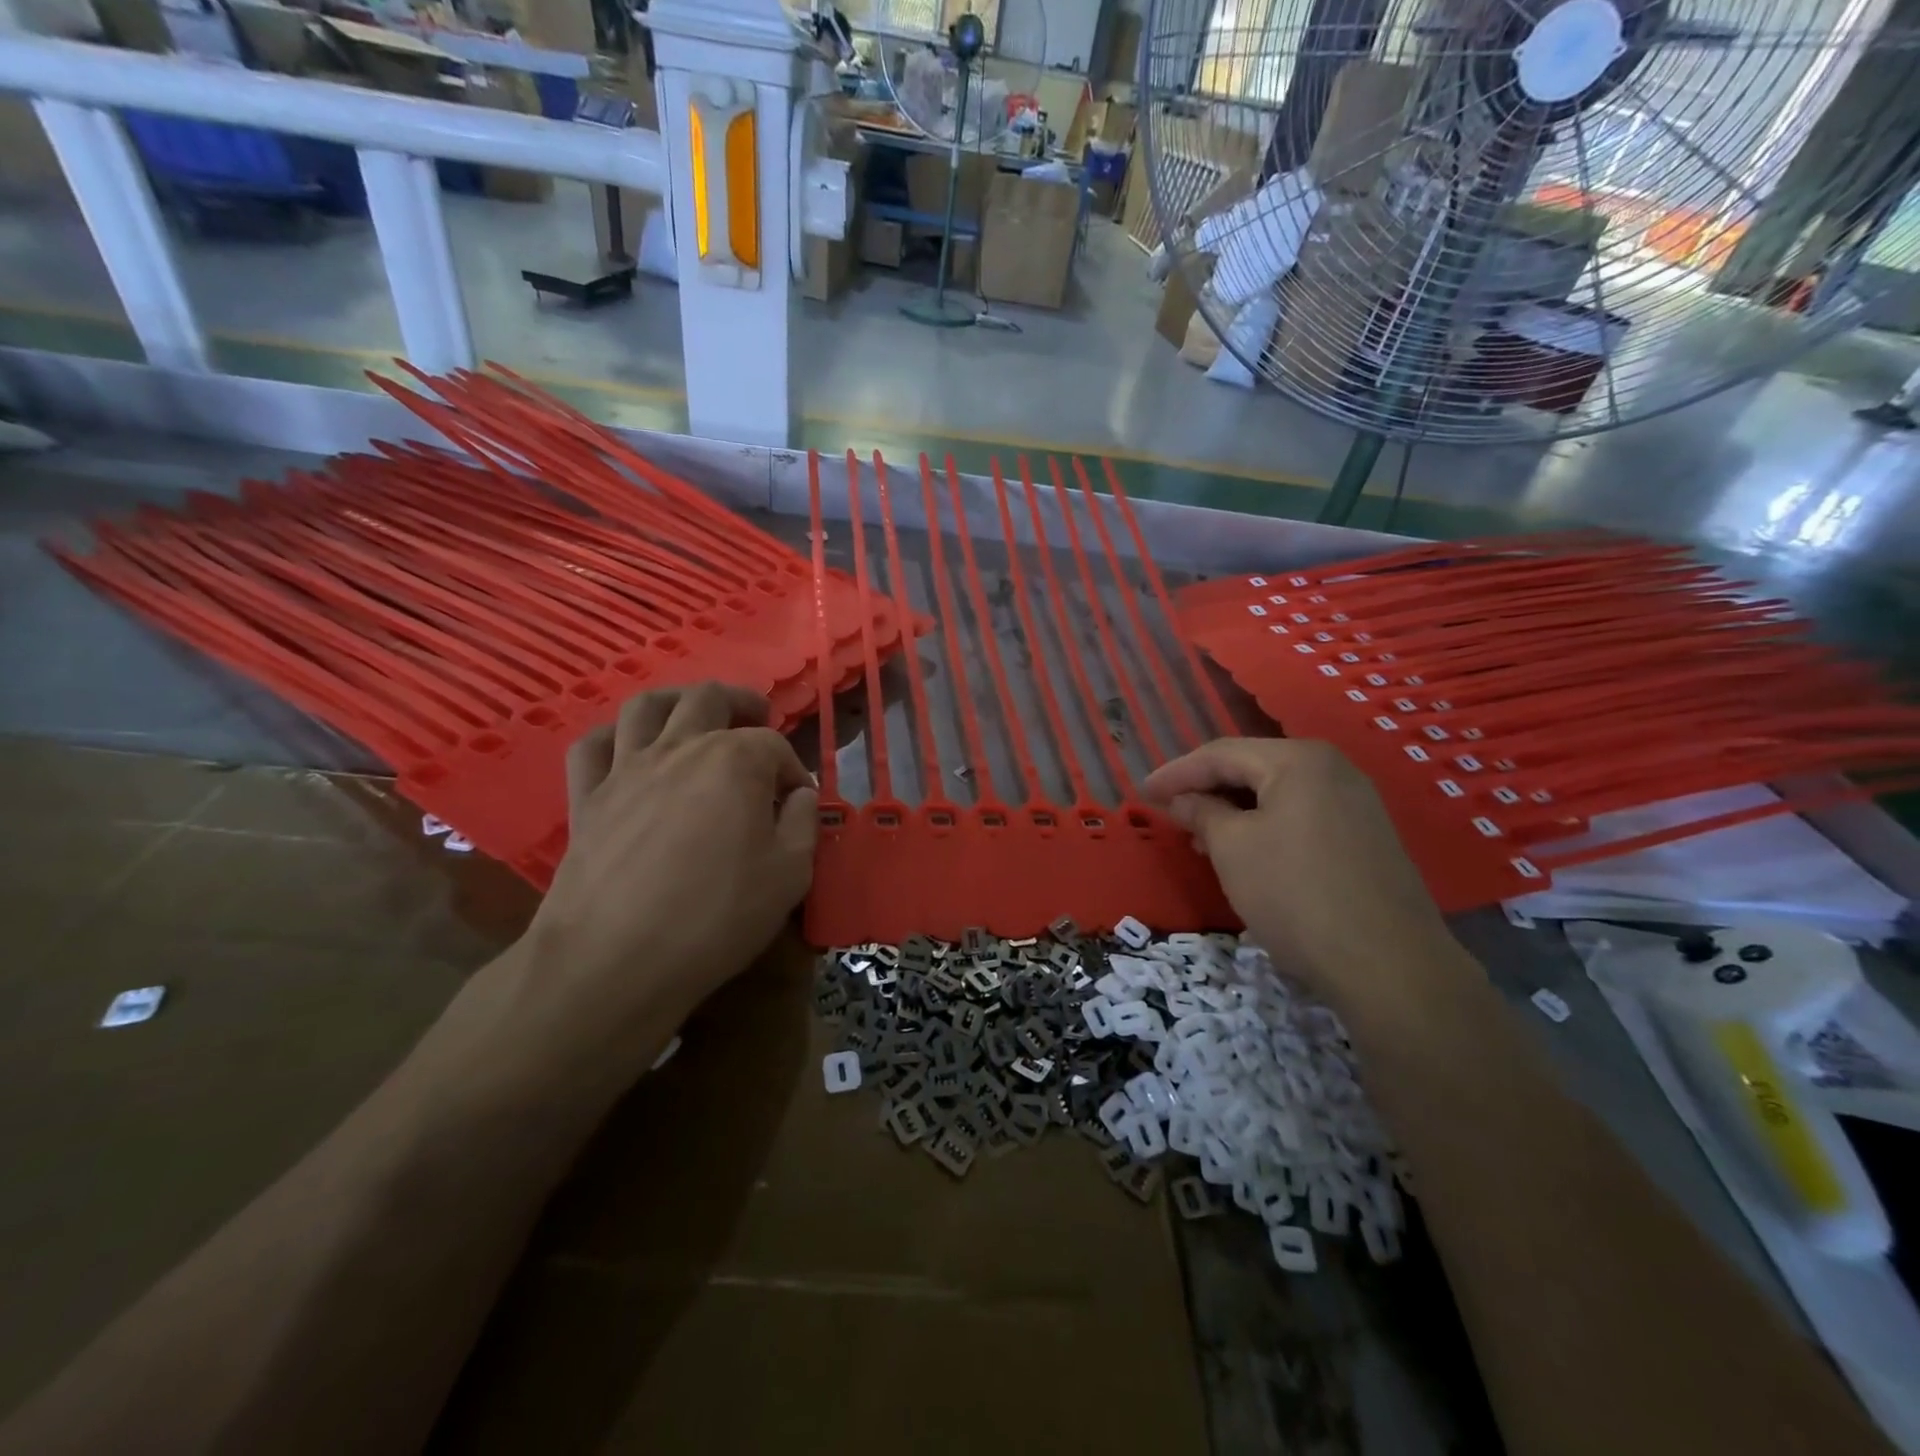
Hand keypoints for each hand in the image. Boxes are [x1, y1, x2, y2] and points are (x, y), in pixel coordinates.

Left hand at [436, 684, 815, 1109]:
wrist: (615, 960)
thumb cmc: (716, 916)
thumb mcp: (790, 875)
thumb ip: (802, 823)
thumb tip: (797, 796)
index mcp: (735, 761)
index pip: (774, 746)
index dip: (792, 770)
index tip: (796, 803)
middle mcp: (679, 748)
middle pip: (710, 699)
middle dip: (741, 703)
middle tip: (757, 718)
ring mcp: (626, 769)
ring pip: (647, 706)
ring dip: (677, 700)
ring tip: (694, 713)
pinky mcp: (586, 797)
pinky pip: (592, 745)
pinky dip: (614, 736)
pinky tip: (629, 747)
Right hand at [1142, 738, 1452, 1014]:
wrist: (1389, 965)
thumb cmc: (1295, 894)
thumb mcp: (1232, 849)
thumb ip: (1201, 812)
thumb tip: (1182, 800)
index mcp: (1299, 760)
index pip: (1221, 754)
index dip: (1176, 773)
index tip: (1142, 793)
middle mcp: (1333, 769)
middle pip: (1252, 768)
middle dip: (1205, 790)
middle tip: (1169, 815)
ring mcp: (1356, 803)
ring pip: (1276, 795)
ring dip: (1233, 811)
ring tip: (1200, 839)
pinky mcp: (1366, 837)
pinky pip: (1301, 816)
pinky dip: (1264, 827)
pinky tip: (1246, 853)